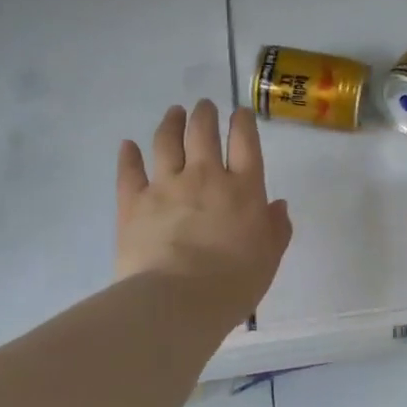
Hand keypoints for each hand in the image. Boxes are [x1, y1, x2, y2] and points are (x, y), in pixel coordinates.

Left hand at [116, 101, 292, 324]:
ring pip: (166, 142)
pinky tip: (128, 146)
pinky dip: (129, 156)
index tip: (240, 112)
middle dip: (204, 114)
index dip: (243, 122)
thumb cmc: (233, 282)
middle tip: (204, 106)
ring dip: (171, 123)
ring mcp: (166, 186)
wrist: (178, 300)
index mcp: (243, 188)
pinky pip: (129, 171)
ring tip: (174, 112)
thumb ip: (276, 228)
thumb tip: (278, 205)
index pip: (245, 142)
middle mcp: (205, 176)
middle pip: (203, 133)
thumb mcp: (270, 257)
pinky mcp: (133, 202)